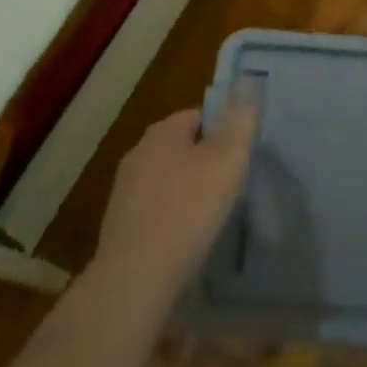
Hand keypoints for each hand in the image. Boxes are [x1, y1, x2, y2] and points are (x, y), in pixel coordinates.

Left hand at [93, 104, 256, 306]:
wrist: (134, 280)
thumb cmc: (186, 212)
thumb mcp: (226, 162)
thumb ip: (239, 123)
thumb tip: (248, 86)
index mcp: (162, 131)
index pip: (198, 115)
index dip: (223, 131)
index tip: (240, 155)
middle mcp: (138, 152)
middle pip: (180, 147)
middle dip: (203, 161)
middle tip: (230, 185)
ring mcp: (124, 191)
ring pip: (166, 180)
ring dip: (186, 192)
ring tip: (210, 216)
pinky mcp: (118, 227)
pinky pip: (153, 211)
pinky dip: (170, 219)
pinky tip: (185, 241)